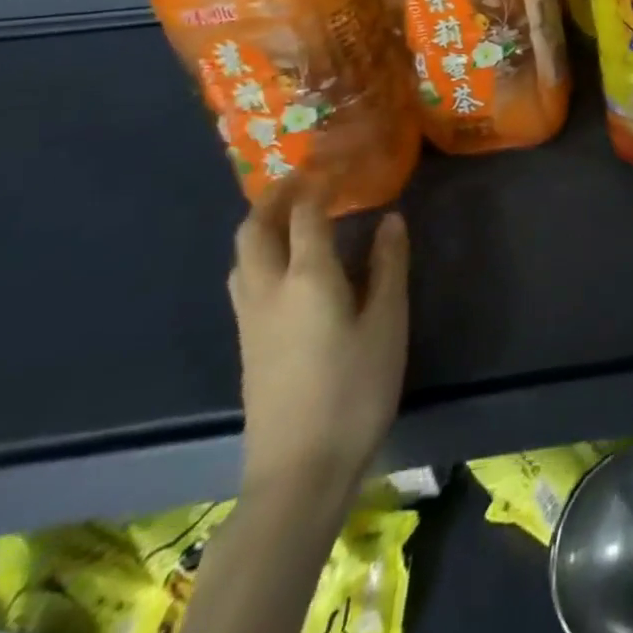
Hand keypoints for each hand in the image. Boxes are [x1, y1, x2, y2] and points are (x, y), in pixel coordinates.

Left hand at [227, 179, 409, 502]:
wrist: (299, 470)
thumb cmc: (355, 389)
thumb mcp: (387, 322)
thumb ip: (388, 265)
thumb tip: (389, 220)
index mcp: (307, 277)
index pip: (305, 214)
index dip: (318, 182)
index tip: (338, 162)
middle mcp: (269, 290)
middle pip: (255, 230)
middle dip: (276, 196)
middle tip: (306, 177)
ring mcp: (251, 319)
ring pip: (242, 256)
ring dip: (262, 224)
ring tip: (294, 212)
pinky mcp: (248, 344)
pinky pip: (244, 278)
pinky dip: (260, 252)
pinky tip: (287, 262)